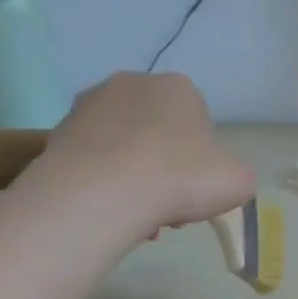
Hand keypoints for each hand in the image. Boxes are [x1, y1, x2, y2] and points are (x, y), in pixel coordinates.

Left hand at [40, 72, 254, 228]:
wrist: (105, 192)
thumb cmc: (182, 178)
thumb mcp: (239, 181)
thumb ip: (236, 174)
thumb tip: (219, 177)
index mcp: (179, 87)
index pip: (199, 120)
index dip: (202, 158)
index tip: (198, 187)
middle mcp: (132, 84)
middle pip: (158, 131)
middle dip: (165, 166)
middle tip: (171, 203)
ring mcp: (89, 105)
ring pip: (124, 147)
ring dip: (134, 176)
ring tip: (140, 214)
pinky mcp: (59, 132)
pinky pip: (94, 160)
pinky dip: (104, 182)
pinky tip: (112, 210)